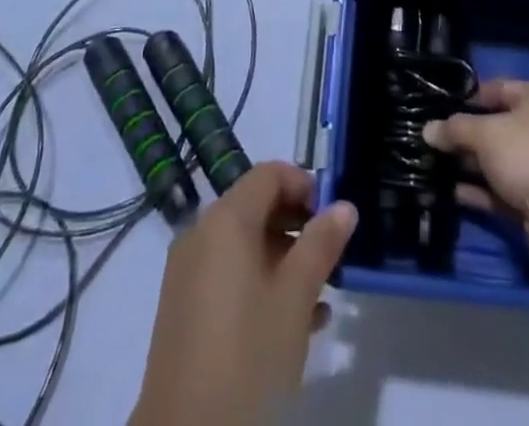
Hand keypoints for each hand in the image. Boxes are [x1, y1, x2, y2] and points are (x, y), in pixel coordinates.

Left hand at [130, 161, 357, 425]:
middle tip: (331, 257)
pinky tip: (295, 323)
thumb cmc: (248, 353)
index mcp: (225, 219)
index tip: (333, 217)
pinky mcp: (183, 309)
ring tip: (320, 295)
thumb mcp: (295, 297)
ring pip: (244, 245)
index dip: (304, 185)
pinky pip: (228, 276)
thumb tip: (344, 206)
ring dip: (284, 258)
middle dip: (297, 225)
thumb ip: (321, 244)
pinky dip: (260, 283)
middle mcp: (201, 234)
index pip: (269, 174)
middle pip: (256, 206)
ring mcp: (187, 272)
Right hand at [422, 80, 528, 261]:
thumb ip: (454, 129)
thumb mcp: (485, 132)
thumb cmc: (527, 151)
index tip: (440, 105)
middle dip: (464, 135)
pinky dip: (477, 191)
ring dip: (467, 165)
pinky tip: (448, 192)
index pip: (498, 89)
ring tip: (432, 165)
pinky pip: (499, 190)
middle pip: (495, 127)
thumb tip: (427, 130)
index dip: (469, 97)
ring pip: (496, 161)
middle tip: (431, 138)